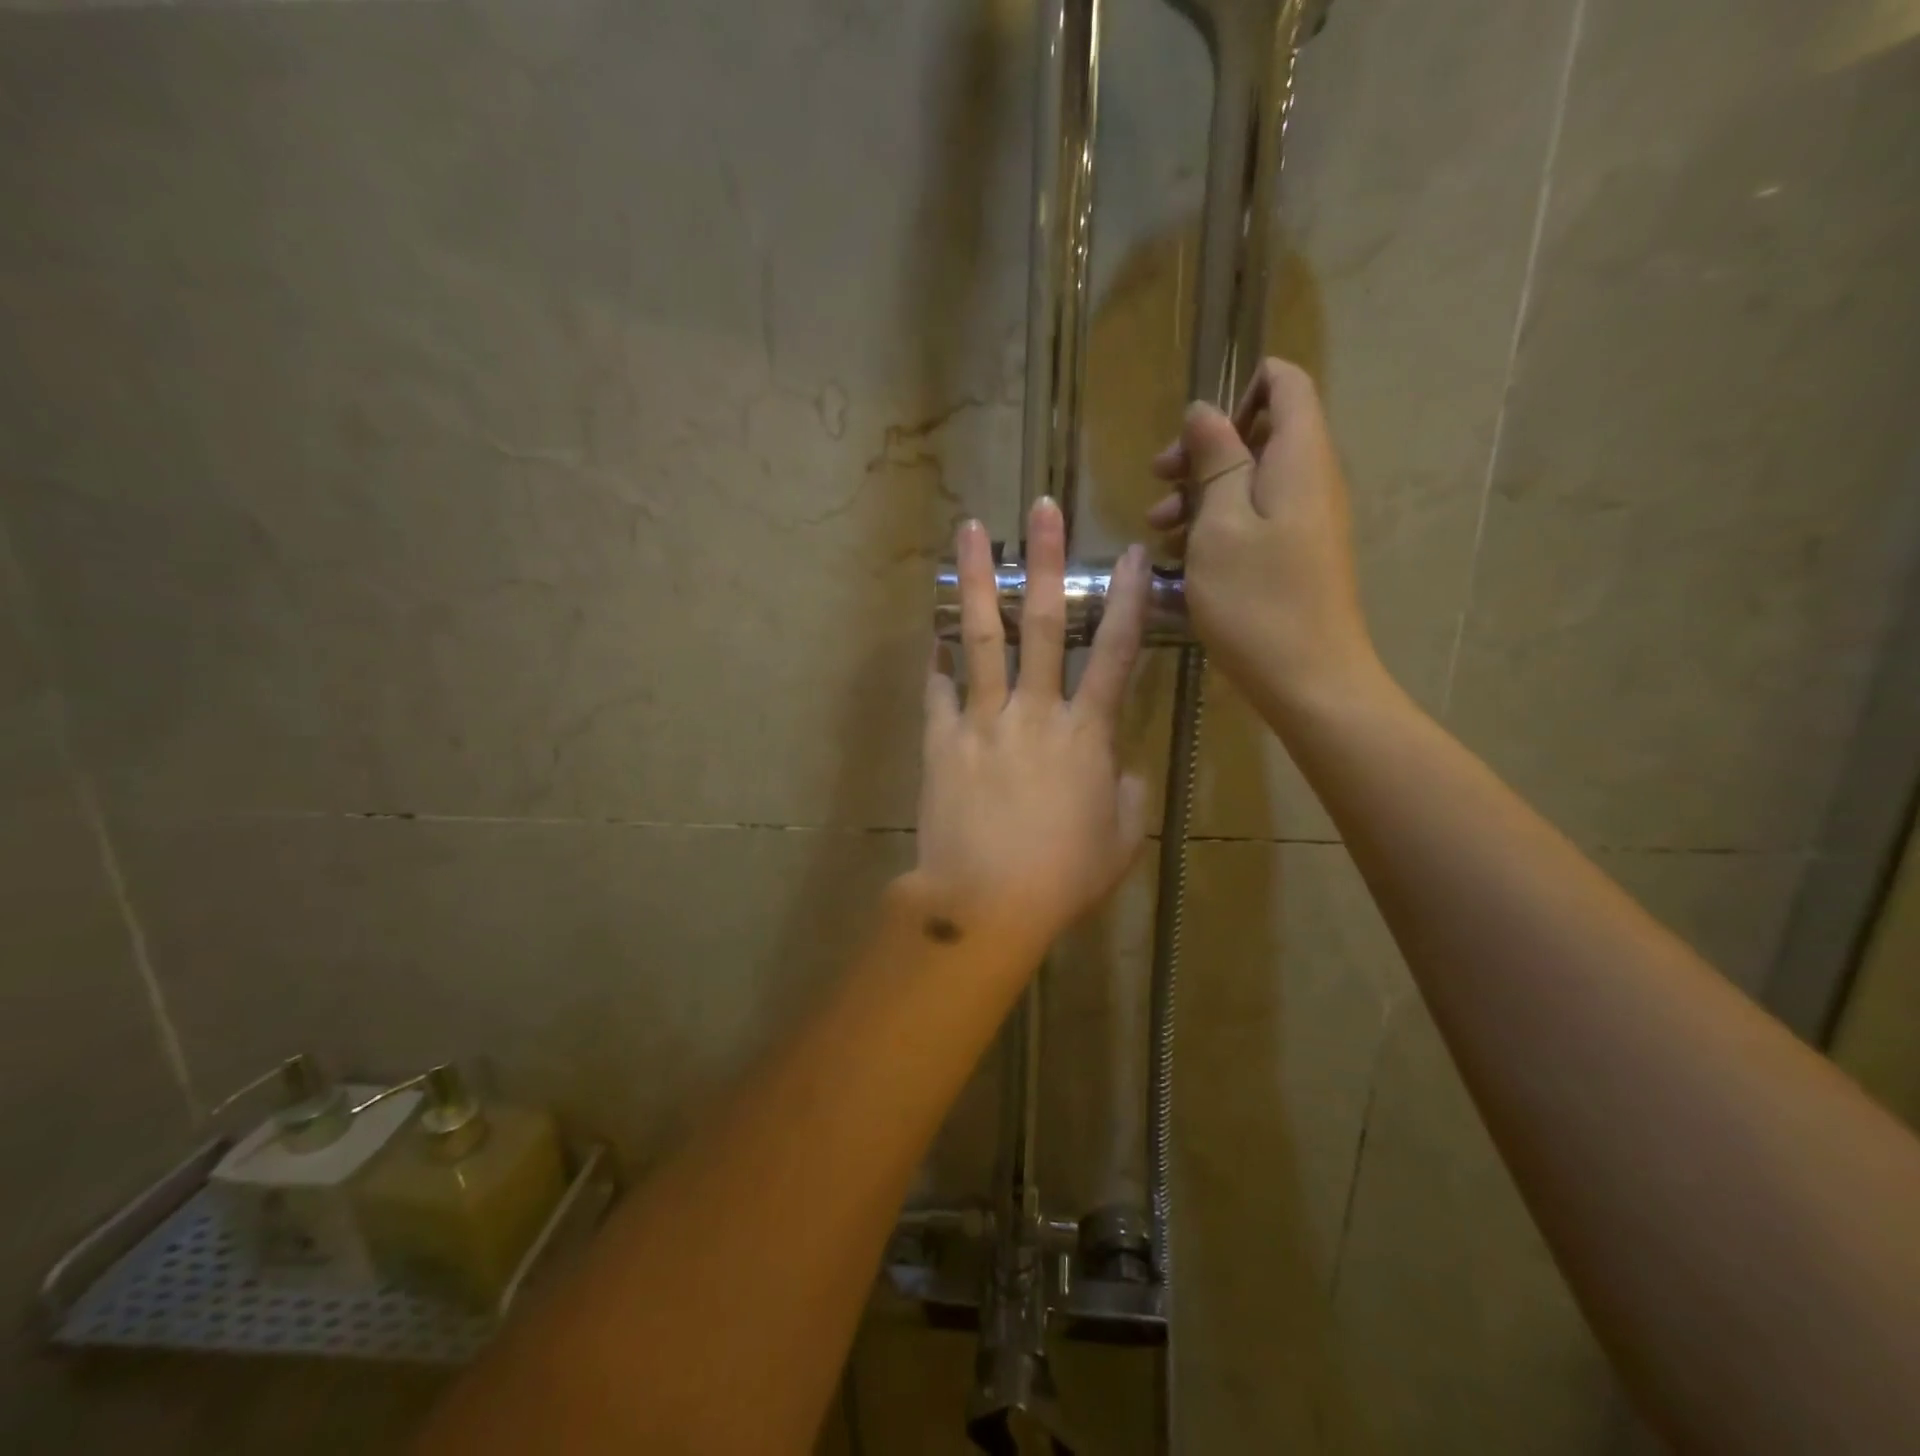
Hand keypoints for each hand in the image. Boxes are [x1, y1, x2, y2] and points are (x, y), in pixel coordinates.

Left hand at [914, 498, 1150, 957]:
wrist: (985, 903)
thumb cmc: (1063, 879)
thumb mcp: (1121, 841)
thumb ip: (1127, 793)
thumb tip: (1120, 763)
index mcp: (1087, 735)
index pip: (1117, 654)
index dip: (1128, 601)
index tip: (1130, 554)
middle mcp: (1036, 713)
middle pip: (1045, 623)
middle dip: (1046, 561)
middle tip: (1041, 508)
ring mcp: (983, 722)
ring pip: (982, 638)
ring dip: (976, 581)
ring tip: (968, 531)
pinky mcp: (942, 741)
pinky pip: (938, 690)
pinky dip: (936, 660)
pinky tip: (932, 632)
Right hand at [1148, 358, 1381, 721]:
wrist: (1309, 679)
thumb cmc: (1257, 599)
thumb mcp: (1220, 524)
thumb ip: (1215, 460)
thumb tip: (1205, 411)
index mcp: (1299, 457)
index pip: (1285, 383)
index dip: (1238, 390)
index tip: (1191, 434)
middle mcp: (1311, 479)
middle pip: (1261, 433)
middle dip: (1204, 450)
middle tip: (1158, 481)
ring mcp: (1306, 520)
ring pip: (1251, 481)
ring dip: (1201, 494)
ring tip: (1157, 528)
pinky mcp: (1296, 555)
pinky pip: (1255, 519)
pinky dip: (1217, 526)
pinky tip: (1181, 555)